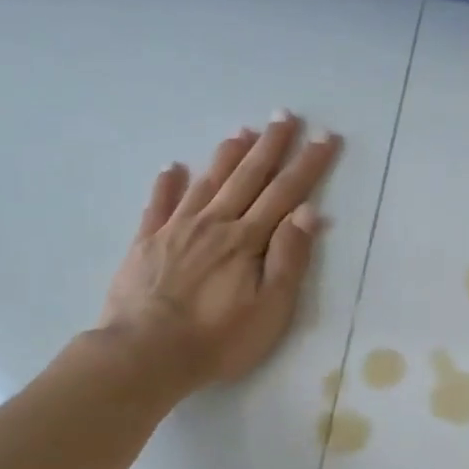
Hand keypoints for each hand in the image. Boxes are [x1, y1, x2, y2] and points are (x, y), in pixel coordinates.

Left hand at [97, 111, 339, 397]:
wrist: (144, 354)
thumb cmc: (218, 339)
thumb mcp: (270, 308)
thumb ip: (289, 258)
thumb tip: (309, 212)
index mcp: (247, 240)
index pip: (285, 193)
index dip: (307, 164)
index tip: (324, 137)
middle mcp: (214, 224)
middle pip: (247, 177)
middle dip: (270, 145)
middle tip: (284, 115)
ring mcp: (176, 230)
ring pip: (207, 182)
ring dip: (226, 156)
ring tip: (241, 132)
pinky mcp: (146, 243)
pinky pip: (158, 205)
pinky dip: (167, 184)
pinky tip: (172, 168)